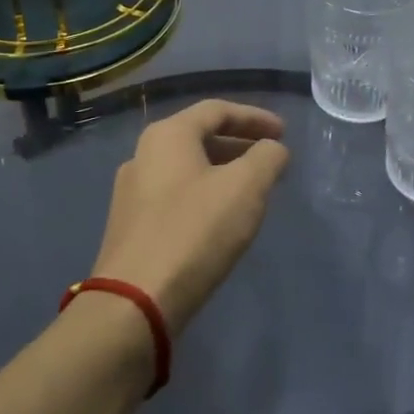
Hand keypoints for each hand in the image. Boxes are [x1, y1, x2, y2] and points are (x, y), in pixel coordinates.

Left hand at [90, 99, 289, 335]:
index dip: (255, 117)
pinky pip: (175, 194)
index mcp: (168, 135)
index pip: (217, 110)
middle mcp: (143, 154)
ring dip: (223, 170)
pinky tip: (221, 218)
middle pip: (199, 136)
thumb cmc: (195, 231)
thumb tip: (272, 149)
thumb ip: (267, 158)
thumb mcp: (246, 187)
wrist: (134, 303)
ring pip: (187, 168)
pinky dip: (205, 194)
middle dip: (239, 144)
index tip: (284, 133)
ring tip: (252, 189)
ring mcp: (131, 192)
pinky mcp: (130, 226)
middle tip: (270, 158)